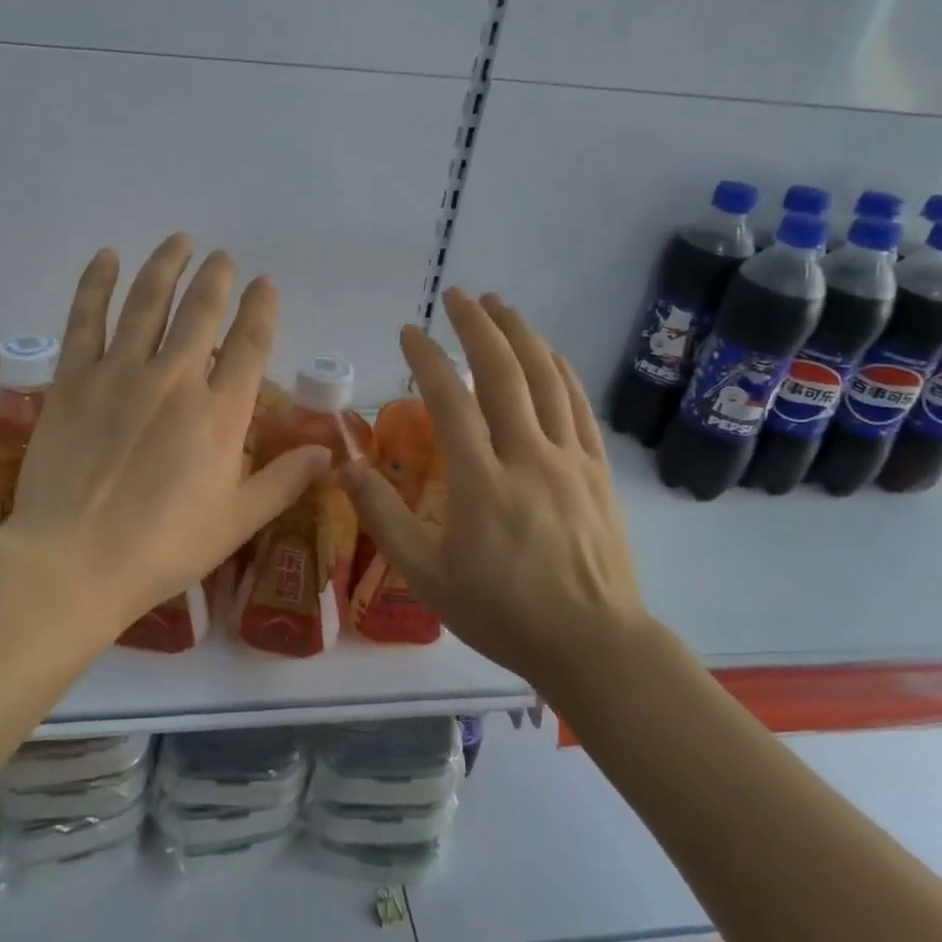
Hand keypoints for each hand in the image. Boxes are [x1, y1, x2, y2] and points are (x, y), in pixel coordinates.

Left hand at [0, 234, 331, 636]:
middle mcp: (175, 379)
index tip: (265, 284)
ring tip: (180, 241)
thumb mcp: (236, 521)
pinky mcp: (75, 379)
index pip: (249, 344)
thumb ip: (283, 481)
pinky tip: (107, 257)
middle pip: (201, 311)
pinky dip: (97, 284)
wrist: (74, 562)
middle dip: (217, 278)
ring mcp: (120, 373)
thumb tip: (328, 453)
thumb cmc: (163, 548)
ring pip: (148, 302)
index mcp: (219, 414)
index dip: (261, 309)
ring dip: (167, 265)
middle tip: (223, 258)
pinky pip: (86, 318)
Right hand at [341, 288, 646, 687]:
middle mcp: (527, 457)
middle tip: (457, 295)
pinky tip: (549, 352)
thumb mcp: (426, 575)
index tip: (409, 331)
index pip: (450, 400)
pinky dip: (561, 370)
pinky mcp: (597, 471)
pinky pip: (579, 407)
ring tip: (500, 305)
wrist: (593, 645)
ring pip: (546, 380)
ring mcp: (569, 460)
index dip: (427, 359)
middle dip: (477, 326)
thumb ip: (382, 517)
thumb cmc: (502, 613)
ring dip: (521, 335)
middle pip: (503, 374)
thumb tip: (345, 466)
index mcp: (481, 482)